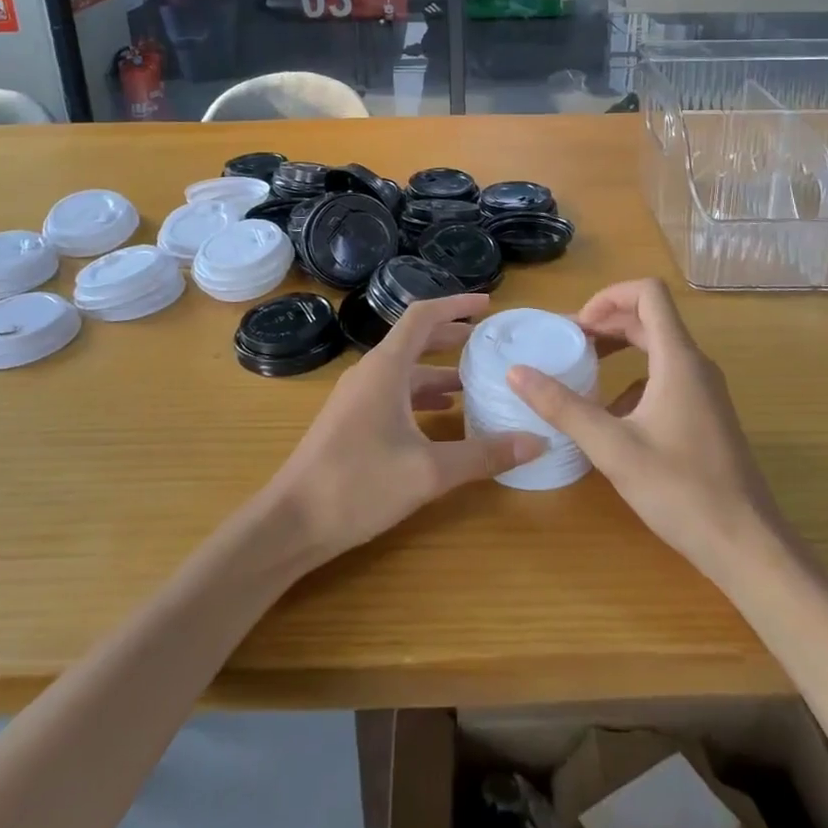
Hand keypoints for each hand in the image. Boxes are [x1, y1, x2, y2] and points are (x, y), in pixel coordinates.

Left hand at [264, 293, 543, 568]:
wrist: (291, 522)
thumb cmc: (358, 484)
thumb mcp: (428, 471)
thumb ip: (483, 455)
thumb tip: (537, 440)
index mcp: (386, 367)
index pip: (423, 316)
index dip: (456, 305)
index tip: (489, 305)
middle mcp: (370, 372)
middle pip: (415, 340)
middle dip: (452, 337)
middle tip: (489, 344)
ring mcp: (357, 397)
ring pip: (404, 371)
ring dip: (438, 371)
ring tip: (474, 382)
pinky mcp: (351, 420)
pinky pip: (393, 393)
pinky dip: (421, 395)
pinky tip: (442, 418)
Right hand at [507, 279, 779, 584]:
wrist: (747, 546)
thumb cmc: (680, 490)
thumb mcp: (611, 447)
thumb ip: (562, 406)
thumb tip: (516, 371)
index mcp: (677, 359)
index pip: (648, 293)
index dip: (609, 296)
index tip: (577, 326)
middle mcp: (695, 365)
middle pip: (649, 318)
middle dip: (605, 322)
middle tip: (567, 344)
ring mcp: (705, 391)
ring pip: (657, 349)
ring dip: (618, 349)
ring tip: (582, 372)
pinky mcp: (706, 416)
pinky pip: (666, 378)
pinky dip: (633, 380)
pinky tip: (611, 416)